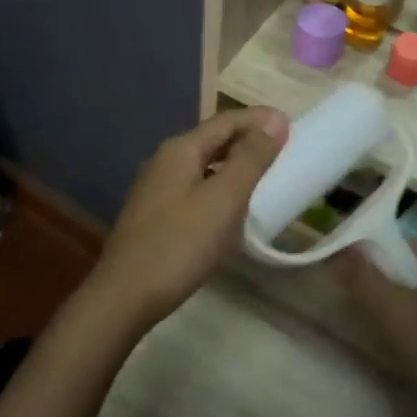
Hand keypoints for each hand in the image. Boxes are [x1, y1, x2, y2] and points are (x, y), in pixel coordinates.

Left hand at [87, 107, 288, 330]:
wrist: (124, 296)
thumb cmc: (180, 245)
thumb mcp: (223, 200)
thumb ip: (250, 159)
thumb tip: (275, 120)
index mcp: (180, 149)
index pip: (225, 121)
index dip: (259, 120)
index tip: (292, 125)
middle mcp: (165, 160)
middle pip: (212, 140)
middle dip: (247, 140)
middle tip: (282, 149)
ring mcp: (156, 188)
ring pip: (203, 164)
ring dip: (233, 164)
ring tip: (262, 175)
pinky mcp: (154, 214)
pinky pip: (194, 187)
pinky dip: (218, 186)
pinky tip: (230, 207)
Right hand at [336, 235, 416, 416]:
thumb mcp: (395, 316)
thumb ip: (363, 278)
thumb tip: (340, 249)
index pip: (393, 247)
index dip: (373, 275)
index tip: (368, 309)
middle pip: (412, 269)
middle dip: (395, 295)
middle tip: (387, 332)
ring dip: (416, 314)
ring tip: (411, 348)